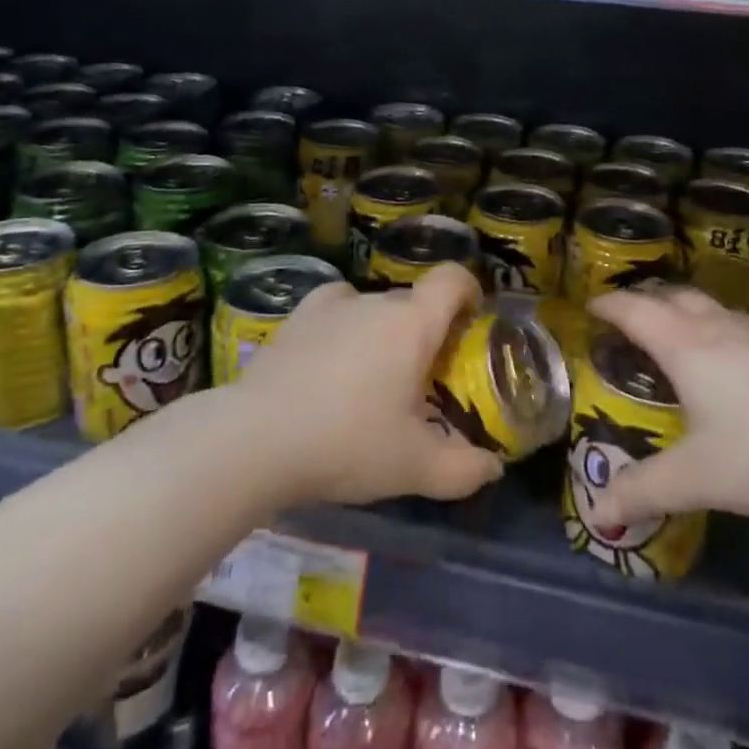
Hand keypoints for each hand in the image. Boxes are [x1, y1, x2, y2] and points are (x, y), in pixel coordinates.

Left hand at [234, 263, 504, 506]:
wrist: (254, 440)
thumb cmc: (347, 443)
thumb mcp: (415, 468)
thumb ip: (463, 470)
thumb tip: (493, 468)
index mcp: (412, 324)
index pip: (452, 279)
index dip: (469, 290)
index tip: (471, 322)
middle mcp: (374, 301)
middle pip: (414, 301)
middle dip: (426, 330)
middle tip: (422, 377)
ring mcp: (330, 306)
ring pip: (373, 306)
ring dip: (384, 331)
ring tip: (373, 375)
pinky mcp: (295, 319)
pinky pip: (334, 309)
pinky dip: (344, 326)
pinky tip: (332, 359)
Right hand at [584, 286, 748, 532]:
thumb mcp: (696, 478)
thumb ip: (644, 492)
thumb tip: (598, 515)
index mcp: (686, 346)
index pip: (636, 311)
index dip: (610, 306)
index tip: (592, 307)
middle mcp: (722, 329)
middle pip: (677, 298)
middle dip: (650, 302)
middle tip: (633, 320)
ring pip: (717, 311)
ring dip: (691, 315)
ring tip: (683, 339)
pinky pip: (748, 330)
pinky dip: (728, 335)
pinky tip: (742, 367)